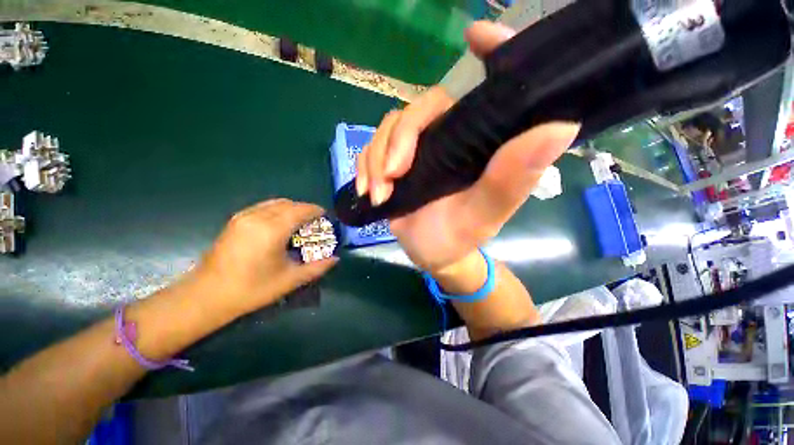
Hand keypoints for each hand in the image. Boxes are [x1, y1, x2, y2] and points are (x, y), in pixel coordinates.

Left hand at [192, 199, 337, 315]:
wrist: (206, 296)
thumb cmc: (252, 289)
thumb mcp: (290, 280)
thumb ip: (317, 268)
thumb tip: (335, 259)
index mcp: (272, 230)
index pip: (300, 210)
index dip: (315, 210)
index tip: (325, 215)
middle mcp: (257, 217)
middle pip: (288, 204)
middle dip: (304, 209)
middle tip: (314, 222)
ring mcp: (243, 217)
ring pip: (274, 203)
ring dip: (291, 208)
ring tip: (299, 223)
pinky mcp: (235, 221)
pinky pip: (262, 207)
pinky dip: (277, 210)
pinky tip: (279, 225)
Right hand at [357, 22, 579, 273]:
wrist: (432, 254)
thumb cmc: (459, 236)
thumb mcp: (484, 214)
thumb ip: (512, 178)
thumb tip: (560, 125)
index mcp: (480, 144)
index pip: (489, 89)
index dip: (490, 54)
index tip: (475, 35)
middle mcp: (451, 138)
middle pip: (420, 109)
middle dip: (400, 140)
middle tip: (393, 176)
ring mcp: (420, 149)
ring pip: (390, 128)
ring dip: (377, 159)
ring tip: (380, 193)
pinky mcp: (396, 162)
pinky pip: (373, 148)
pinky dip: (365, 166)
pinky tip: (369, 191)